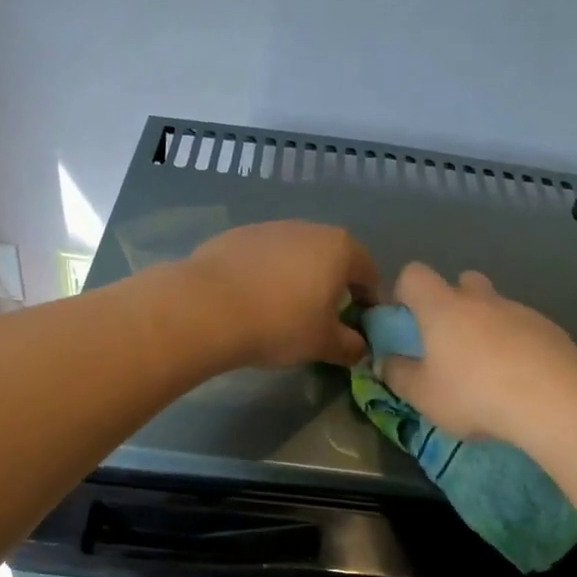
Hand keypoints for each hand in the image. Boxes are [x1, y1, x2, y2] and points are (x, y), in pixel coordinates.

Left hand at [185, 221, 380, 367]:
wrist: (207, 308)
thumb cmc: (280, 324)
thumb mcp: (323, 344)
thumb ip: (350, 346)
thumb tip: (360, 348)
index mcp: (340, 248)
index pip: (369, 274)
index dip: (369, 303)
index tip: (359, 328)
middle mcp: (308, 228)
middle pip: (332, 259)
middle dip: (333, 288)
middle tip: (323, 321)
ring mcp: (269, 228)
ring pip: (295, 256)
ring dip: (298, 280)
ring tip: (284, 312)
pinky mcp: (235, 236)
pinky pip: (262, 258)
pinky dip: (265, 276)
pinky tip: (252, 302)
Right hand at [380, 263, 576, 441]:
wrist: (552, 401)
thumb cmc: (473, 394)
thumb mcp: (422, 395)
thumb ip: (398, 375)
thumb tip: (385, 362)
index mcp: (442, 307)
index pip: (414, 275)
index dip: (405, 292)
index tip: (405, 322)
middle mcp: (480, 299)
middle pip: (461, 281)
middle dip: (452, 304)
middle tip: (450, 343)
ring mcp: (519, 310)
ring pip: (495, 306)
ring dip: (487, 326)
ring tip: (489, 369)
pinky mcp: (550, 329)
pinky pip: (523, 327)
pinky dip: (516, 344)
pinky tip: (520, 378)